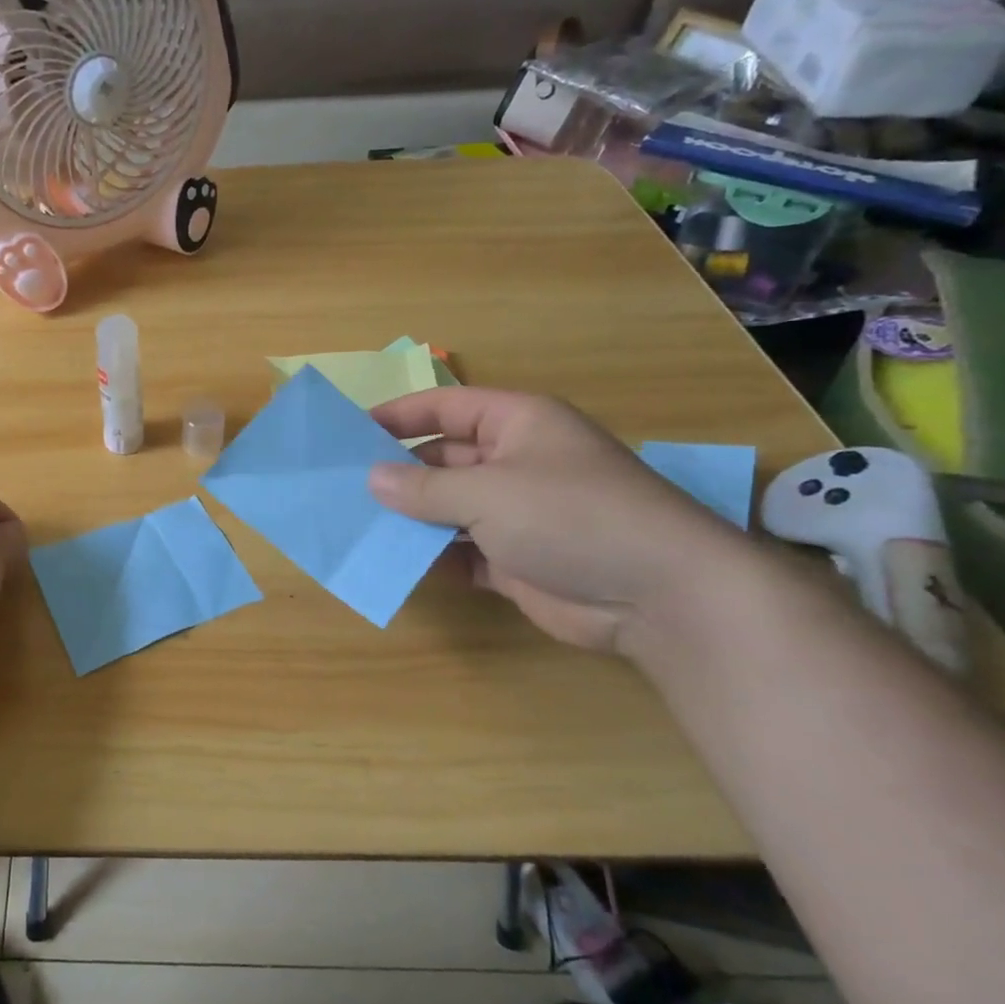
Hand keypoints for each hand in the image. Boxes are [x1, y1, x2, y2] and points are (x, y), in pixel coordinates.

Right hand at [368, 389, 749, 653]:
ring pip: (449, 508)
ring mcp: (518, 513)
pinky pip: (462, 551)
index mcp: (517, 424)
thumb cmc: (570, 516)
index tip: (350, 432)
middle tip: (344, 488)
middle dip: (398, 474)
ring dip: (411, 518)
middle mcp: (516, 462)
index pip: (445, 407)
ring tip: (357, 525)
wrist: (660, 596)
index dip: (398, 415)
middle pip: (443, 459)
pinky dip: (434, 557)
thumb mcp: (486, 493)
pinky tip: (395, 563)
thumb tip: (372, 479)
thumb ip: (423, 488)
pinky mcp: (518, 559)